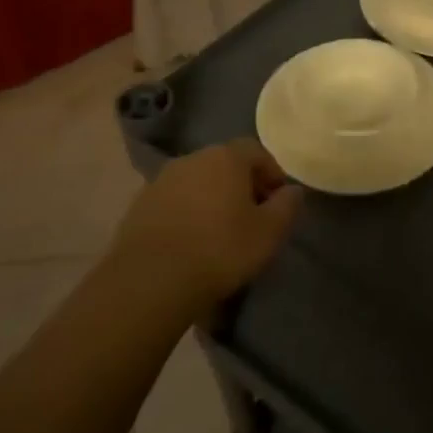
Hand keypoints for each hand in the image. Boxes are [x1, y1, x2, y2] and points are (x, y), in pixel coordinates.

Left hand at [116, 140, 302, 310]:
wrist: (150, 280)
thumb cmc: (220, 250)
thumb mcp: (269, 232)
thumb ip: (287, 206)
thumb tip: (293, 190)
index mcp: (226, 157)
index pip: (257, 152)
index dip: (272, 174)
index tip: (279, 201)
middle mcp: (192, 158)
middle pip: (225, 164)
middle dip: (242, 185)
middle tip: (253, 216)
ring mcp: (161, 180)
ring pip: (198, 182)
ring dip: (212, 199)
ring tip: (220, 232)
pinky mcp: (139, 206)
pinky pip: (174, 201)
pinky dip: (187, 213)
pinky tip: (191, 242)